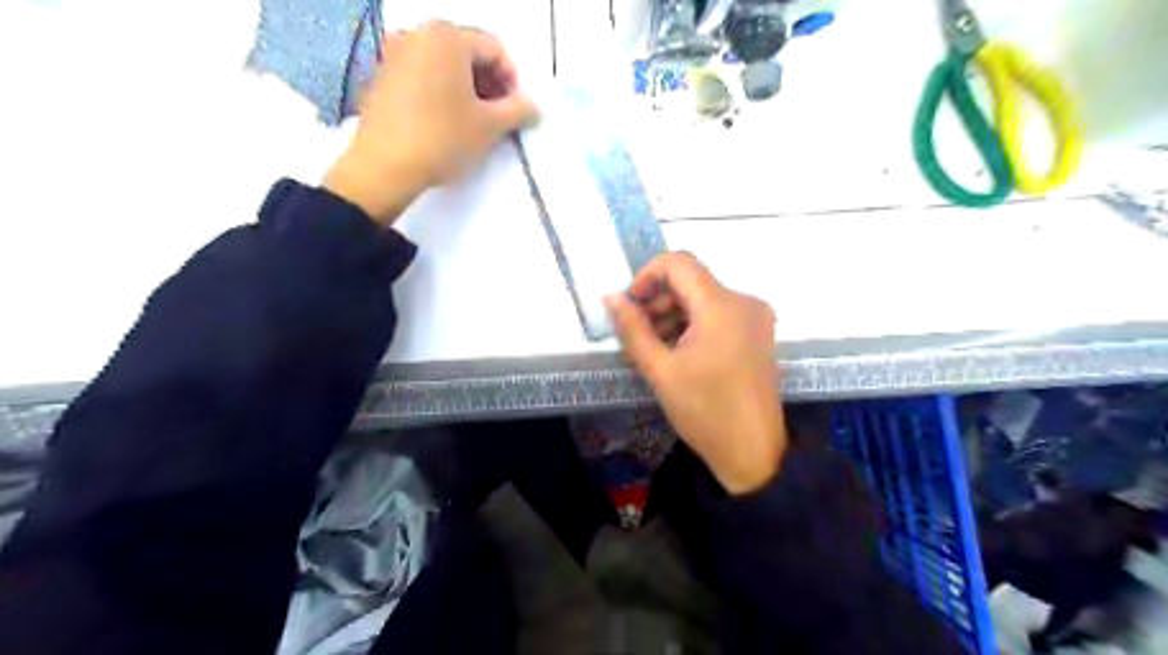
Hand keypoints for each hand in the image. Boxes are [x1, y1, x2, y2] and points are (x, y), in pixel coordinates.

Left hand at [324, 21, 539, 225]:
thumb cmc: (442, 139)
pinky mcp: (382, 77)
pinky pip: (423, 76)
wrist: (384, 167)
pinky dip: (442, 93)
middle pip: (468, 53)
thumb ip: (518, 111)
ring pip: (445, 66)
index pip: (495, 50)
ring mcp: (395, 54)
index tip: (516, 111)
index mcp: (447, 37)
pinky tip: (447, 123)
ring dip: (467, 90)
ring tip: (474, 123)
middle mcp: (417, 34)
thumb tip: (534, 107)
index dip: (513, 82)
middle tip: (498, 118)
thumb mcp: (489, 127)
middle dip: (490, 84)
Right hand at [606, 252, 787, 492]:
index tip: (629, 305)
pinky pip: (719, 313)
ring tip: (655, 347)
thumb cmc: (704, 412)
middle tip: (637, 332)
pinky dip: (694, 323)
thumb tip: (610, 297)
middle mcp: (744, 301)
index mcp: (722, 305)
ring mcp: (755, 317)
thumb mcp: (660, 370)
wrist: (754, 453)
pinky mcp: (758, 333)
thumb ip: (633, 329)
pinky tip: (679, 352)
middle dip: (658, 299)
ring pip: (704, 297)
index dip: (647, 275)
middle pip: (691, 280)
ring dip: (674, 313)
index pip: (678, 262)